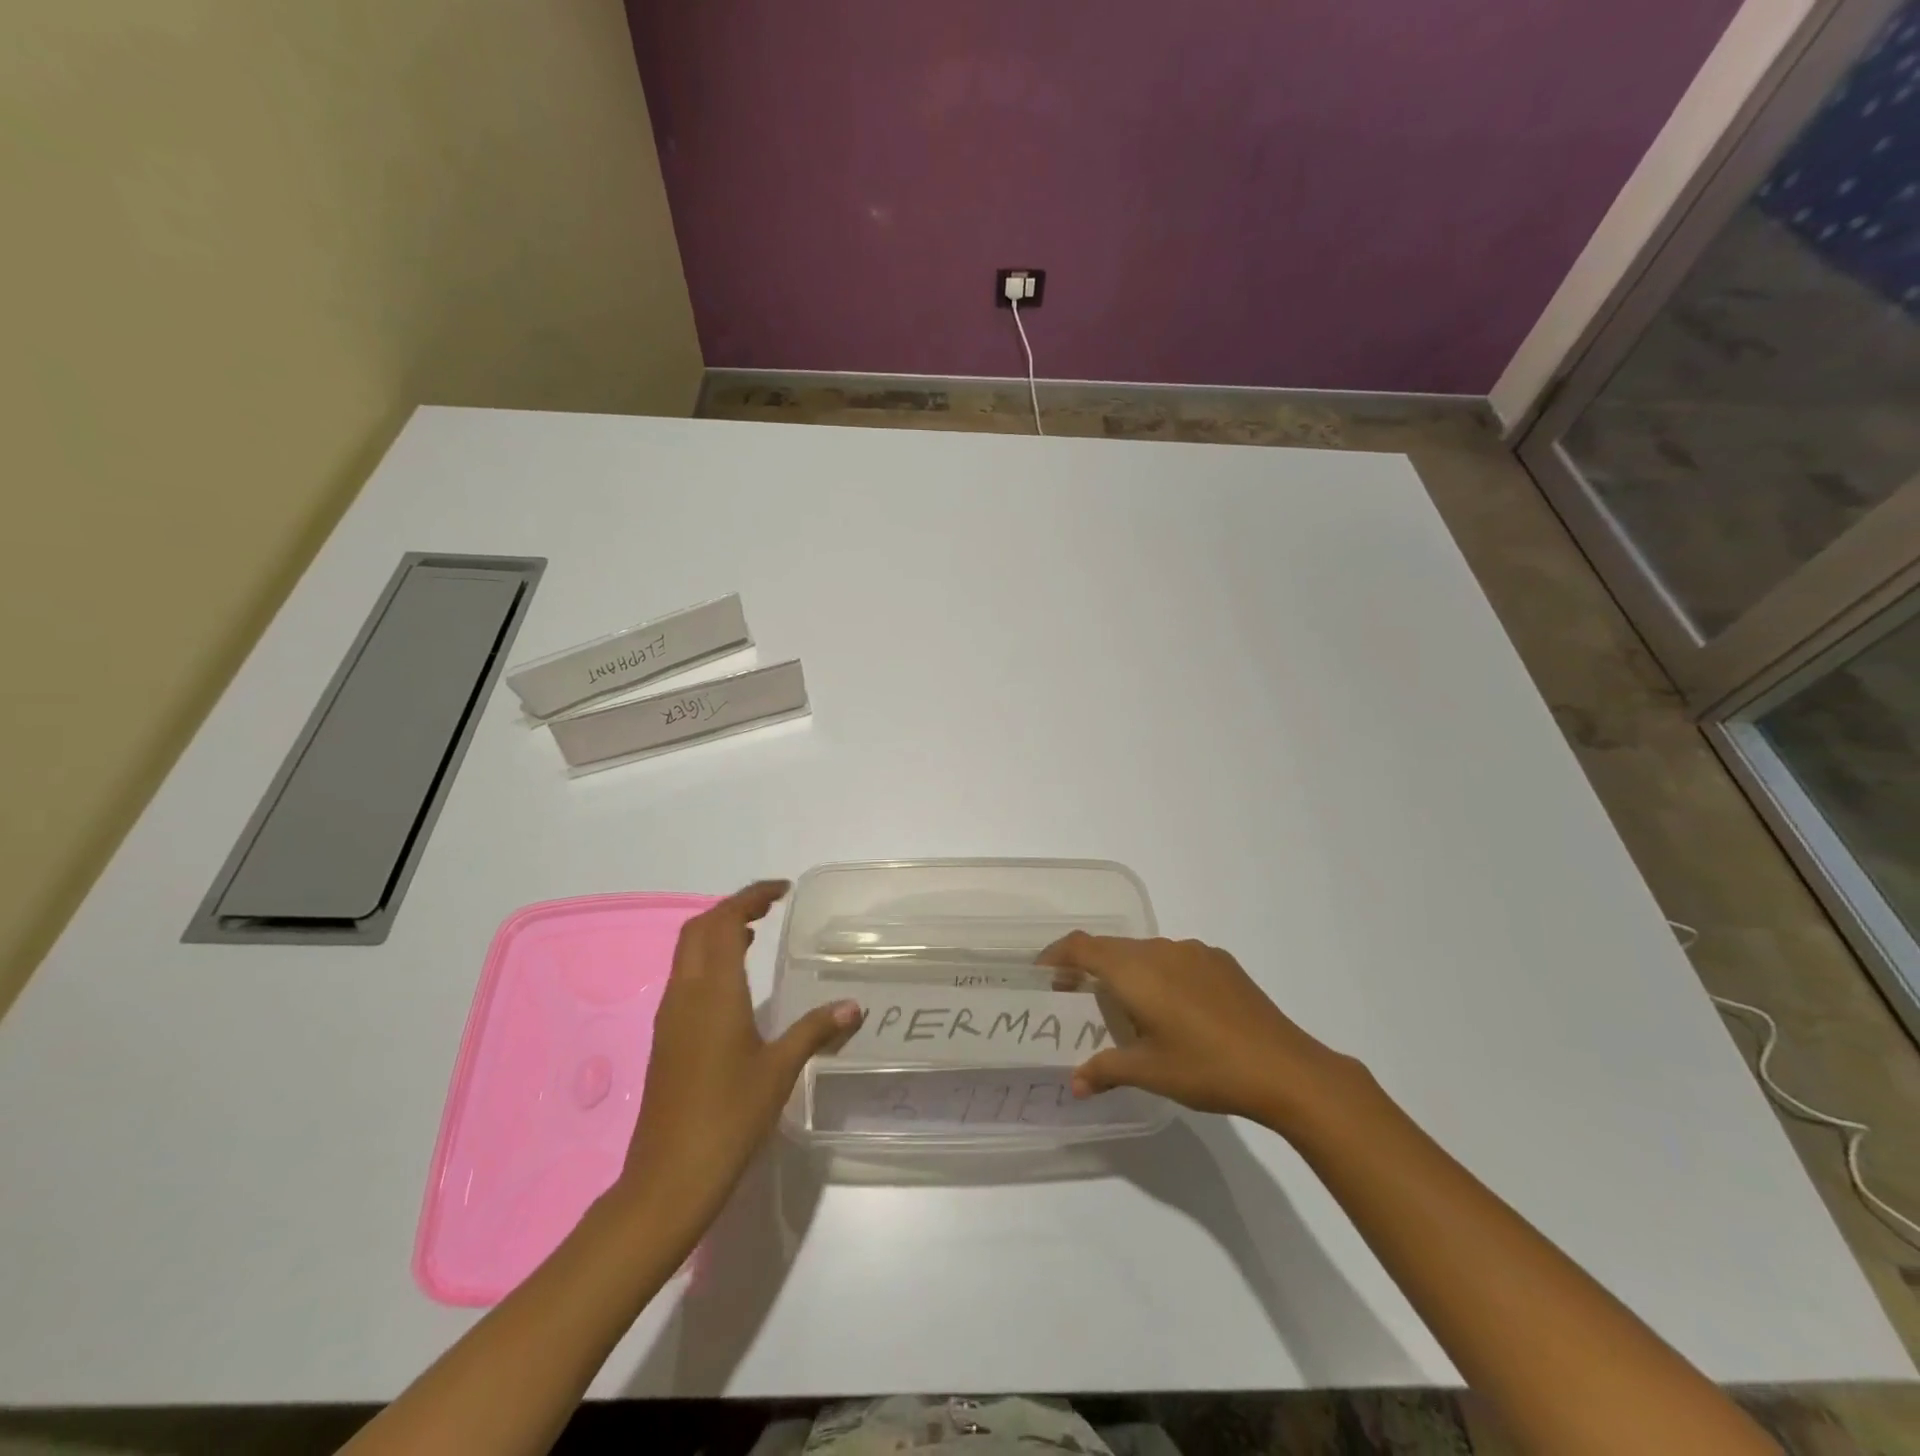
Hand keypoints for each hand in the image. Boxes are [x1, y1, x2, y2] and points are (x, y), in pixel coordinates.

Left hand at [616, 881, 859, 1236]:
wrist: (667, 1179)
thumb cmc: (728, 1117)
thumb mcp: (779, 1069)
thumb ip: (816, 1030)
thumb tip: (854, 1006)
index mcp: (713, 991)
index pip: (723, 921)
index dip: (750, 897)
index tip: (782, 890)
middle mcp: (685, 994)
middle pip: (699, 929)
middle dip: (731, 909)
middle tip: (769, 907)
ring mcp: (670, 1017)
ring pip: (688, 953)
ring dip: (717, 933)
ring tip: (755, 933)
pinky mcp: (666, 1039)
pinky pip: (686, 978)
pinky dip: (710, 961)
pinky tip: (736, 984)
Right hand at [1038, 932, 1359, 1128]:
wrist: (1285, 1068)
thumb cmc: (1206, 1068)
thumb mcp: (1150, 1073)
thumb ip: (1106, 1070)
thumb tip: (1074, 1084)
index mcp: (1136, 970)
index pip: (1083, 947)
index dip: (1057, 954)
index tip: (1042, 972)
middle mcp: (1161, 949)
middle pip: (1113, 948)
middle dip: (1090, 967)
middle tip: (1077, 997)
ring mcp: (1194, 952)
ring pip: (1146, 952)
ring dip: (1127, 971)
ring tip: (1127, 1007)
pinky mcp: (1221, 962)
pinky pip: (1175, 958)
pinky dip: (1159, 974)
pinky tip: (1175, 1009)